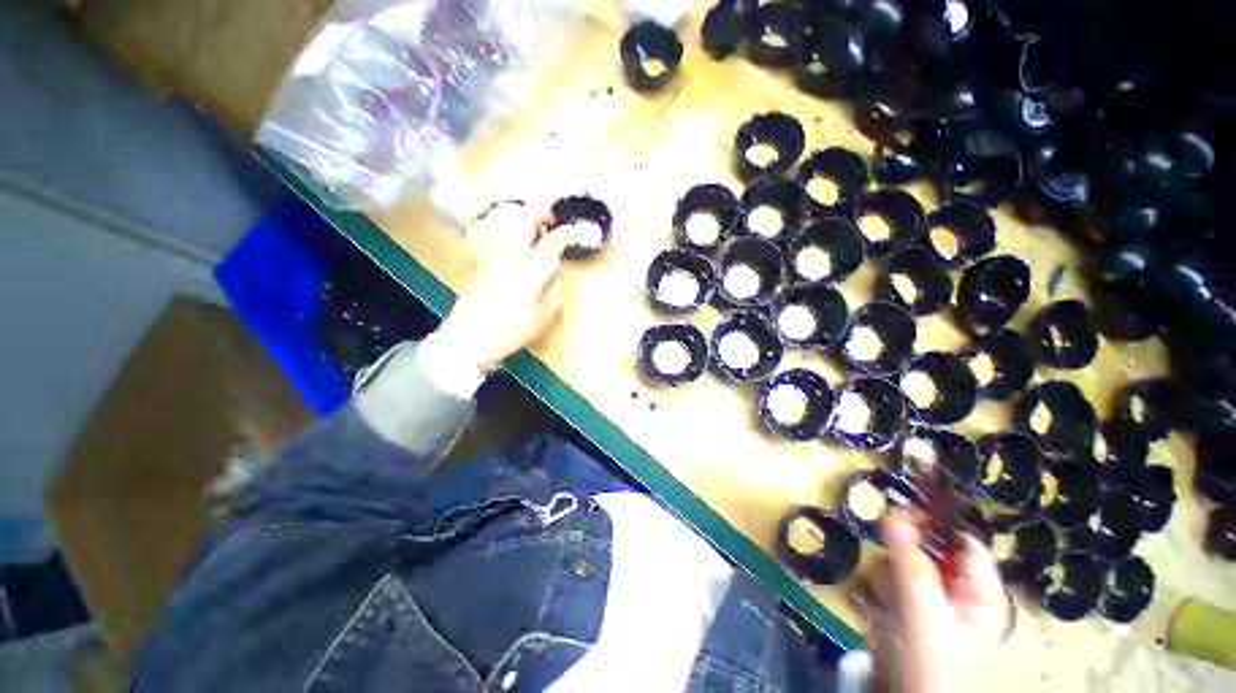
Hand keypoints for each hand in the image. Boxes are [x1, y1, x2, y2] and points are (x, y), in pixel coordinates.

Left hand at [433, 200, 569, 370]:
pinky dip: (505, 226)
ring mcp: (490, 255)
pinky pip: (492, 232)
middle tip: (550, 219)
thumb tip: (557, 268)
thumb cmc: (512, 330)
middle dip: (539, 213)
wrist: (469, 338)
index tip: (569, 231)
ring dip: (521, 216)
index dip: (562, 235)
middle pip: (522, 221)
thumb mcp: (544, 315)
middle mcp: (509, 257)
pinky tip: (512, 236)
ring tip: (532, 226)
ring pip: (504, 222)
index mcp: (529, 273)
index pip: (549, 244)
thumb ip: (555, 289)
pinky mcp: (479, 260)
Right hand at [861, 510, 1007, 692]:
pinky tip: (873, 609)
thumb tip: (896, 511)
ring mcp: (928, 605)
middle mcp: (956, 594)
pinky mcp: (904, 614)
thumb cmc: (932, 666)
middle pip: (927, 552)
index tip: (900, 510)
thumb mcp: (923, 614)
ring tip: (885, 606)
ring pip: (901, 567)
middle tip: (891, 571)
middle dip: (903, 559)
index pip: (962, 541)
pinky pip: (886, 586)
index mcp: (979, 593)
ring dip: (887, 581)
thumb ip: (910, 563)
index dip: (935, 522)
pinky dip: (876, 592)